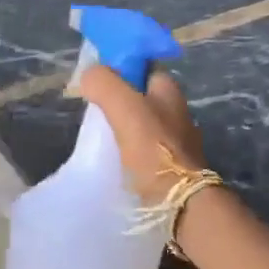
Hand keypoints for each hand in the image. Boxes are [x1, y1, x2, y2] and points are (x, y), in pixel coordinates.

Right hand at [77, 64, 209, 206]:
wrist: (179, 202)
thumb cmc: (153, 148)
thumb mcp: (124, 106)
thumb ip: (104, 84)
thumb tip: (89, 75)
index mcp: (169, 90)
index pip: (142, 67)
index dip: (119, 68)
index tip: (97, 82)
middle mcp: (176, 110)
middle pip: (140, 96)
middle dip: (117, 100)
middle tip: (93, 111)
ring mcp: (176, 140)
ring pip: (141, 123)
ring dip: (121, 127)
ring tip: (98, 137)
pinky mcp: (170, 165)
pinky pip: (143, 148)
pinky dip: (128, 150)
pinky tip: (113, 158)